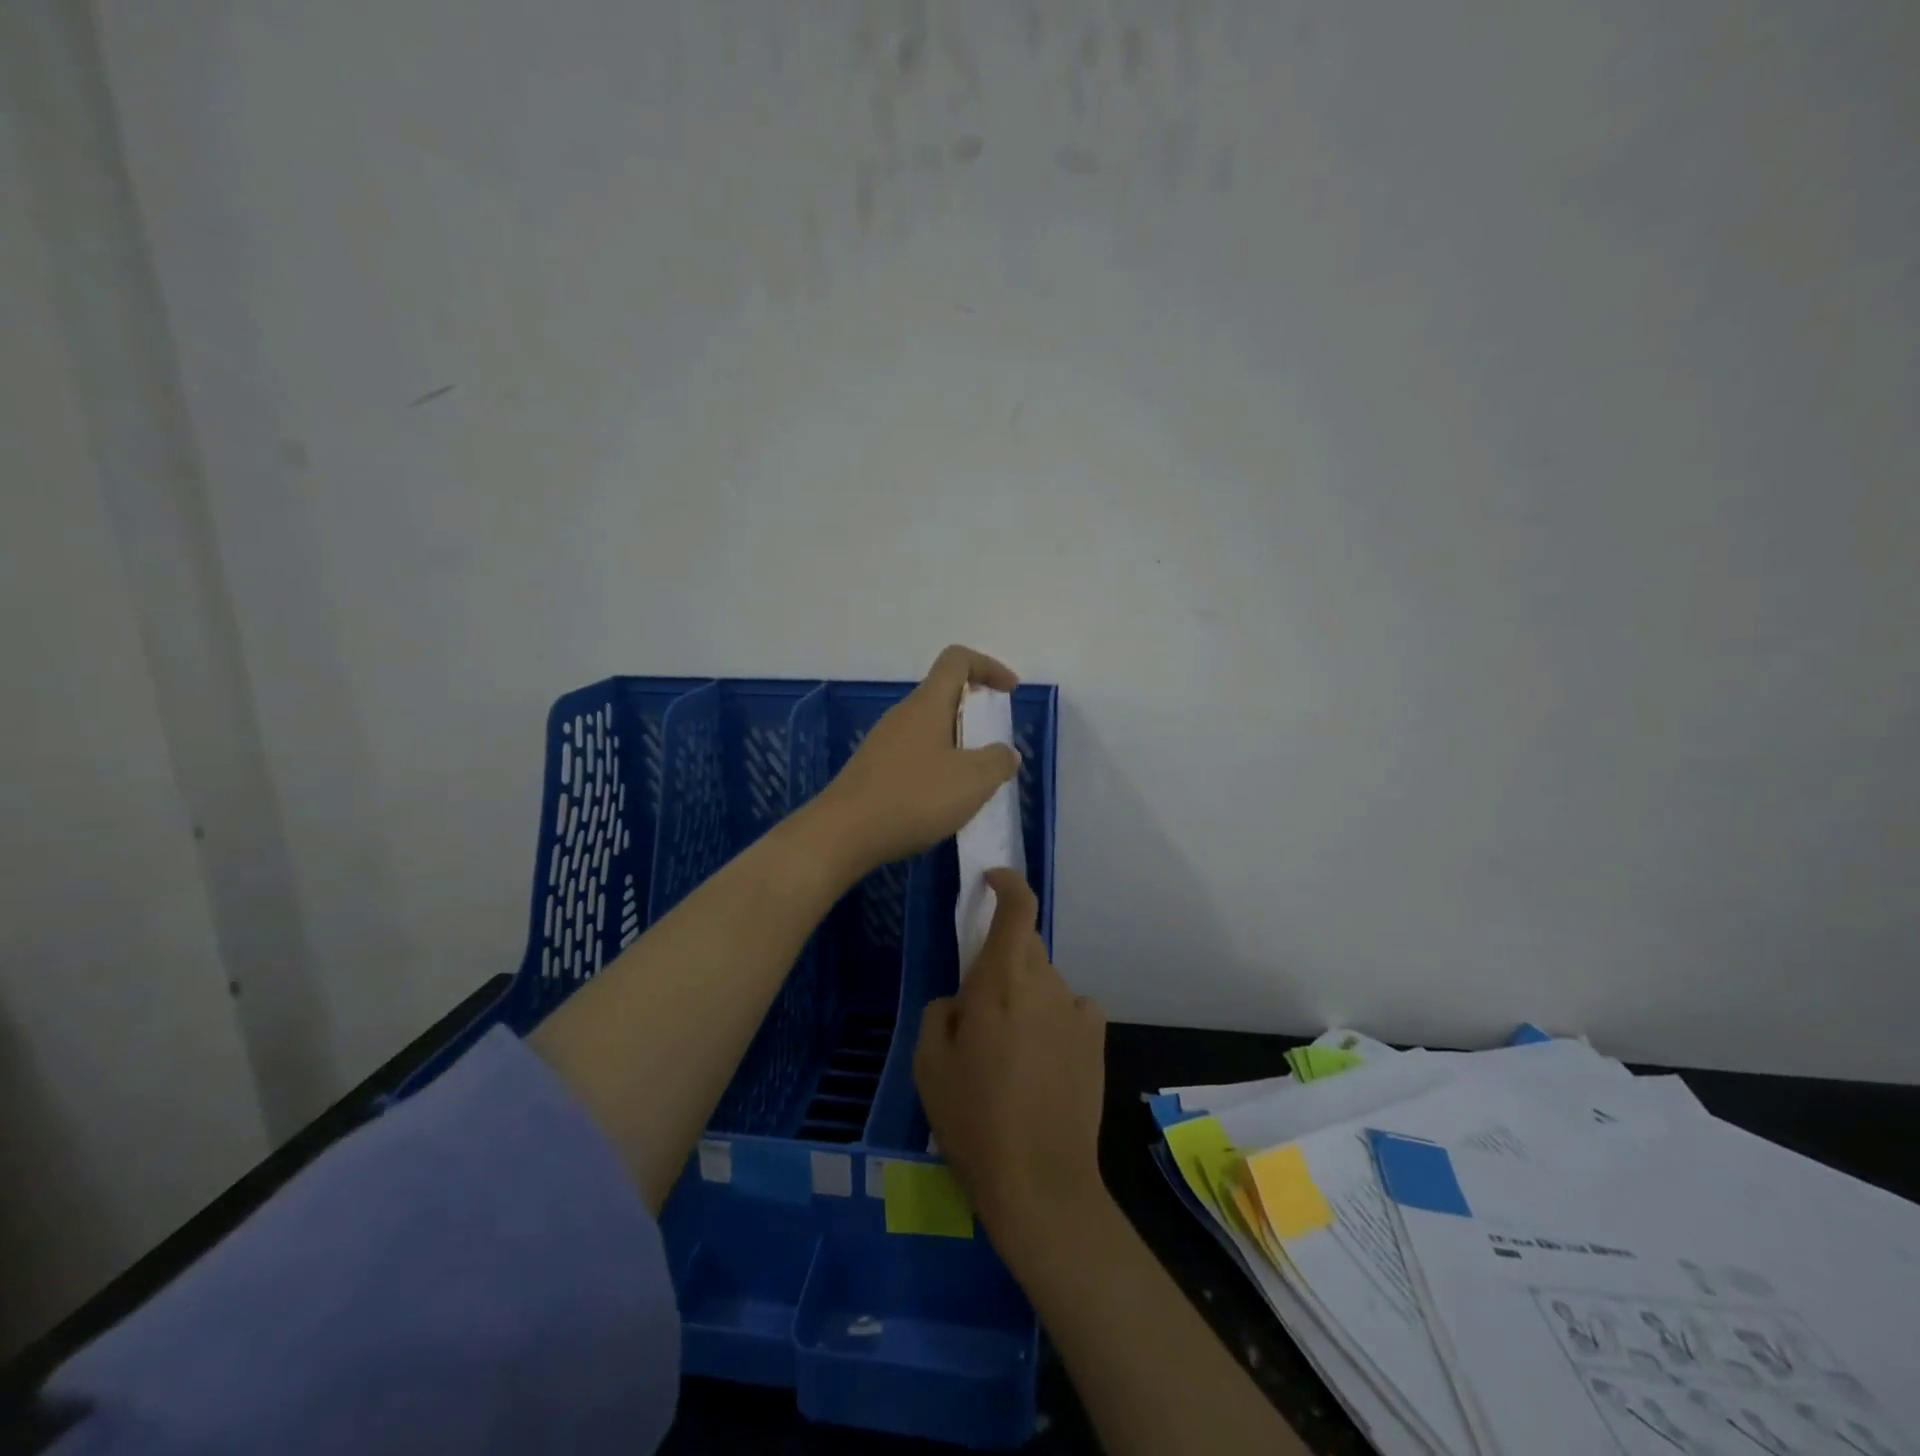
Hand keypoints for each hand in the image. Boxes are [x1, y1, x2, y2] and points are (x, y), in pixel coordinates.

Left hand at [816, 645, 1020, 873]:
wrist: (844, 834)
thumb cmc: (913, 798)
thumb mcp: (972, 781)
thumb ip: (998, 761)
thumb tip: (1004, 753)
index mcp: (927, 704)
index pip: (957, 660)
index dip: (989, 667)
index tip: (1010, 692)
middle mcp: (902, 715)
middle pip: (943, 695)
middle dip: (976, 714)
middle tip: (995, 747)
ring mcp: (883, 743)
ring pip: (929, 729)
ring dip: (958, 746)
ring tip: (974, 782)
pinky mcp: (873, 770)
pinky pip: (915, 756)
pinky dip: (937, 768)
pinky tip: (942, 803)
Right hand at [914, 868, 1108, 1256]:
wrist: (1039, 1180)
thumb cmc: (973, 1119)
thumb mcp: (928, 1064)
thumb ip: (940, 1011)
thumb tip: (961, 998)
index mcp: (1000, 981)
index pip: (1017, 908)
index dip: (1007, 883)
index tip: (991, 880)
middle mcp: (1044, 983)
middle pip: (1026, 944)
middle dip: (1003, 956)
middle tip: (981, 1002)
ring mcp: (1076, 1010)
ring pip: (1044, 980)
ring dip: (1025, 993)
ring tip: (1008, 1047)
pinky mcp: (1096, 1038)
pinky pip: (1069, 1008)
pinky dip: (1053, 1018)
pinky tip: (1042, 1059)